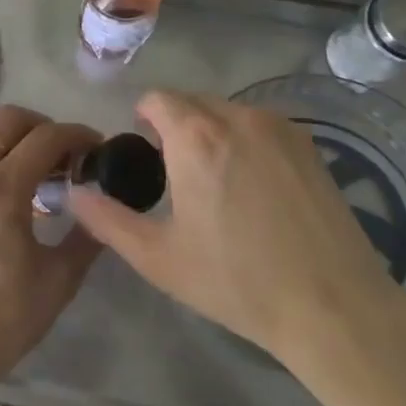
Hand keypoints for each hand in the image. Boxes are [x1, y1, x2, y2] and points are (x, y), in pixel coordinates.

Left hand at [0, 106, 103, 405]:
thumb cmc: (3, 320)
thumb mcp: (58, 280)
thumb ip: (86, 235)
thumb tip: (102, 208)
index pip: (44, 138)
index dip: (77, 135)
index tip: (96, 146)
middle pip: (6, 121)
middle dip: (42, 126)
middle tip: (65, 153)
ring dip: (14, 144)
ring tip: (38, 176)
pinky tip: (7, 198)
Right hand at [67, 90, 402, 387]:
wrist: (332, 306)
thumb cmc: (236, 281)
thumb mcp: (158, 257)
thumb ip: (107, 219)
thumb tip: (73, 193)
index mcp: (195, 136)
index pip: (156, 99)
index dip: (143, 121)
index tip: (144, 154)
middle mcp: (236, 117)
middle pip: (192, 102)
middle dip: (176, 126)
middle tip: (176, 175)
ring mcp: (279, 127)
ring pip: (228, 112)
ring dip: (212, 132)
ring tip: (217, 182)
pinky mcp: (309, 145)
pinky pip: (261, 126)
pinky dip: (246, 141)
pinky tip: (256, 187)